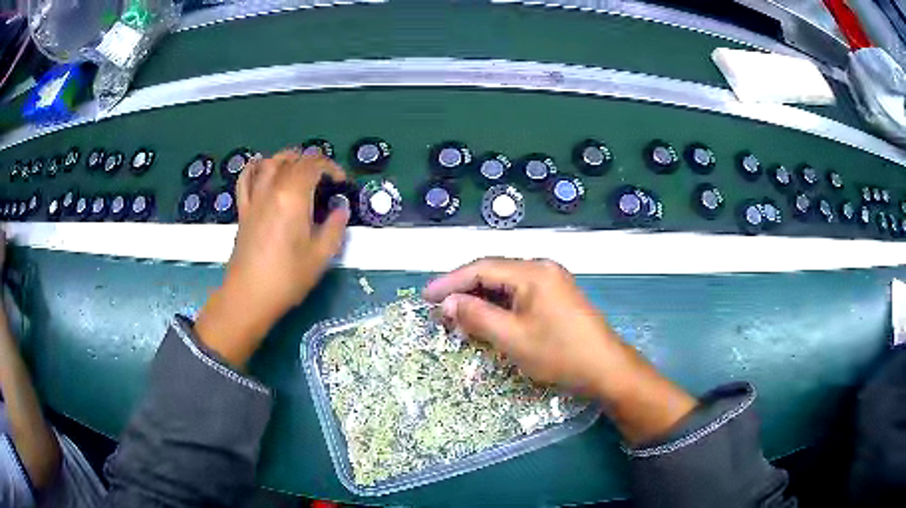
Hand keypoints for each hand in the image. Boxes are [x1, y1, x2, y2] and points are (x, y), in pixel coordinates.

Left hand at [195, 150, 349, 366]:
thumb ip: (335, 227)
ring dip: (287, 158)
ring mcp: (254, 198)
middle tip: (324, 179)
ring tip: (299, 168)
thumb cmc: (287, 277)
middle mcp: (272, 189)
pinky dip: (255, 167)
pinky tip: (263, 169)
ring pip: (269, 162)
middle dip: (312, 162)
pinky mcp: (243, 210)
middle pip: (292, 160)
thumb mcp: (321, 256)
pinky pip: (245, 179)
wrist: (249, 296)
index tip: (341, 184)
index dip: (331, 168)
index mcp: (294, 196)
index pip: (314, 165)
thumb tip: (340, 209)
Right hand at [423, 258, 696, 443]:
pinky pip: (520, 294)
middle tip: (438, 309)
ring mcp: (552, 281)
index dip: (450, 282)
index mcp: (532, 272)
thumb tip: (447, 302)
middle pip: (493, 273)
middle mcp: (542, 268)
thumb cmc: (559, 354)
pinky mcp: (556, 296)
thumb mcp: (512, 338)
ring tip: (457, 316)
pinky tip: (487, 318)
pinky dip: (499, 305)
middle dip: (464, 290)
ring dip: (480, 298)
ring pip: (506, 284)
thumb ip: (477, 316)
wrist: (606, 368)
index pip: (481, 268)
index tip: (425, 297)